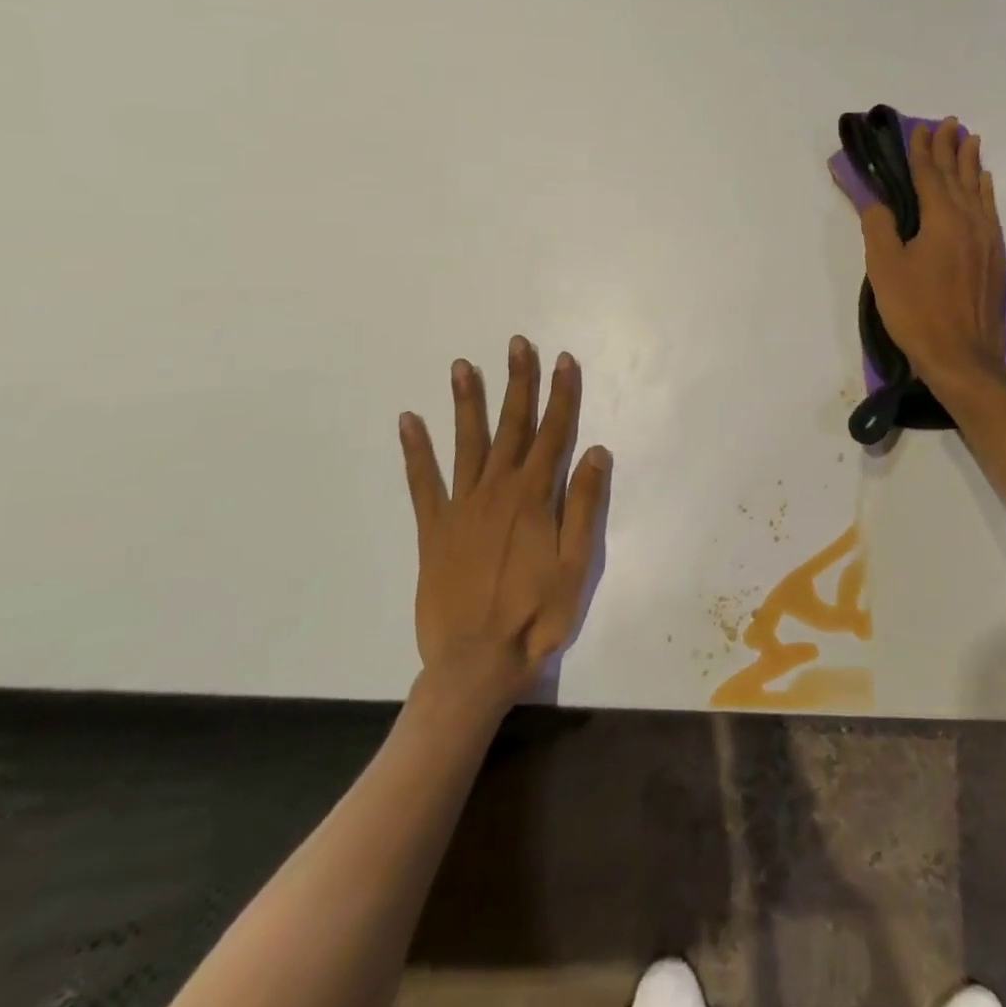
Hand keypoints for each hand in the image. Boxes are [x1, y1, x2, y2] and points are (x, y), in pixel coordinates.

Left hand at [397, 337, 609, 703]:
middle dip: (518, 382)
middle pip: (512, 426)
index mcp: (535, 497)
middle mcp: (498, 490)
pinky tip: (409, 421)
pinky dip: (415, 450)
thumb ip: (584, 505)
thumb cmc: (536, 614)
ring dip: (467, 402)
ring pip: (467, 443)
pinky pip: (422, 482)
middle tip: (517, 344)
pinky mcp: (434, 528)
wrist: (476, 662)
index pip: (554, 432)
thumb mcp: (576, 564)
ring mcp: (461, 507)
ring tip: (462, 365)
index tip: (564, 360)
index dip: (562, 394)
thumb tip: (597, 451)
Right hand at [859, 116, 1005, 393]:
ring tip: (971, 141)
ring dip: (972, 164)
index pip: (930, 175)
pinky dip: (985, 191)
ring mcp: (987, 240)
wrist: (963, 356)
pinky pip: (990, 211)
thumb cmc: (917, 311)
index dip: (923, 150)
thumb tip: (876, 201)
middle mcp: (970, 221)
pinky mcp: (995, 258)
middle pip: (959, 176)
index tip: (920, 128)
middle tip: (950, 123)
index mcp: (942, 219)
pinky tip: (985, 185)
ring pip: (979, 190)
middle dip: (951, 148)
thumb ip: (879, 228)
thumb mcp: (885, 269)